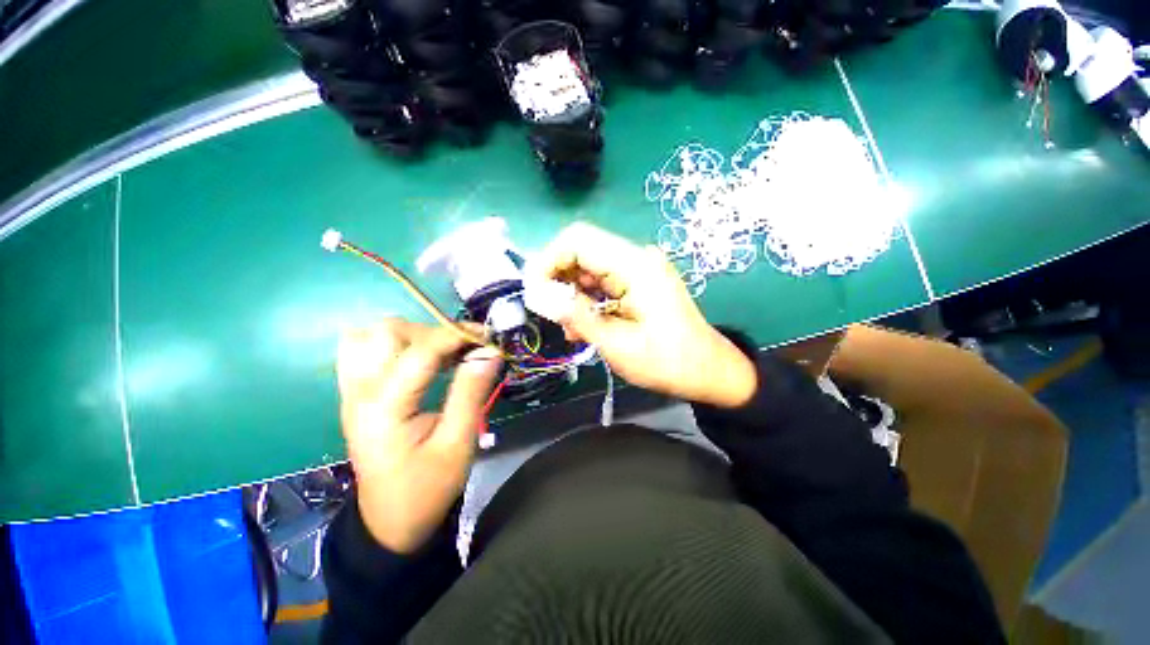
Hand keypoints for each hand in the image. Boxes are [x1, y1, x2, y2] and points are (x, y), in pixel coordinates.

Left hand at [336, 319, 501, 552]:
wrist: (390, 523)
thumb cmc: (427, 487)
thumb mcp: (458, 443)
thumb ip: (471, 392)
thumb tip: (489, 352)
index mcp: (384, 406)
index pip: (421, 350)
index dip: (457, 335)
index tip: (488, 336)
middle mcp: (360, 391)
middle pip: (388, 331)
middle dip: (434, 332)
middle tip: (464, 350)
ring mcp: (353, 392)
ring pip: (371, 335)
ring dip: (411, 335)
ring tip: (441, 354)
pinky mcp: (355, 395)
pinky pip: (363, 350)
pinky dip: (393, 344)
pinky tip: (417, 361)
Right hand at [532, 222, 756, 407]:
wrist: (709, 371)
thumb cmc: (667, 363)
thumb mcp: (618, 345)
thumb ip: (578, 317)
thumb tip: (541, 297)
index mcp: (635, 266)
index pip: (578, 240)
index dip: (548, 260)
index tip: (534, 292)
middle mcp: (636, 258)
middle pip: (581, 251)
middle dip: (557, 279)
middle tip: (549, 313)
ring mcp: (637, 269)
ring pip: (588, 267)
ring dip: (570, 292)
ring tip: (569, 326)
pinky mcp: (637, 282)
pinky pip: (601, 281)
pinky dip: (586, 299)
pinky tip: (583, 324)